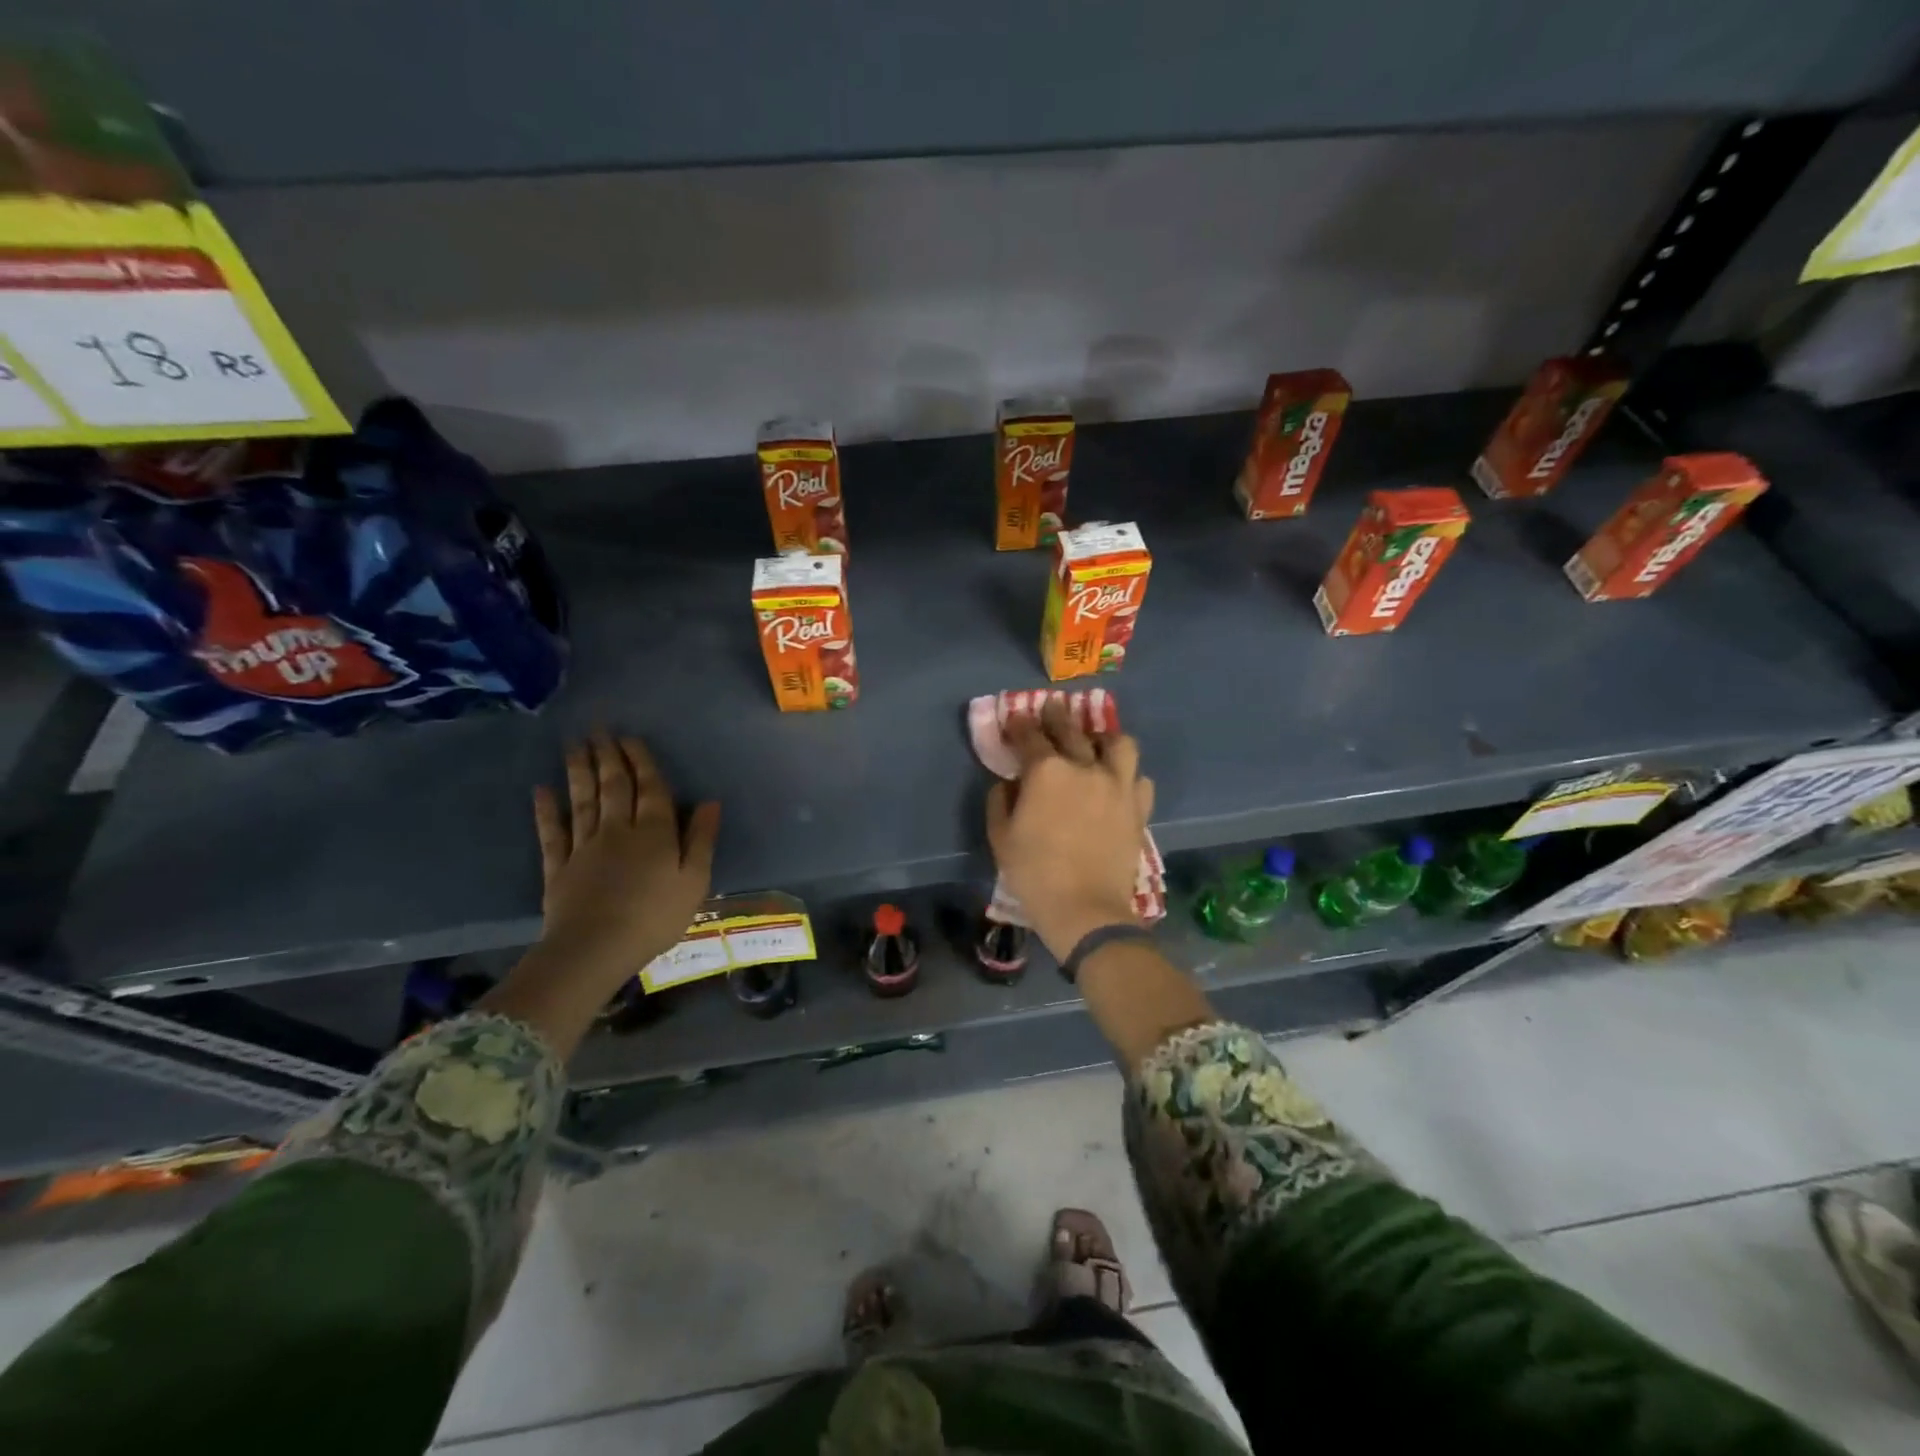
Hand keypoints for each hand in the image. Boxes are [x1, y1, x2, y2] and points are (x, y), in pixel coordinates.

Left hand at [531, 731, 720, 994]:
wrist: (595, 949)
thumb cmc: (656, 917)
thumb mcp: (695, 881)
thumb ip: (701, 839)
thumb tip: (710, 802)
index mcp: (655, 833)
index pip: (650, 789)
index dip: (641, 761)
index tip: (630, 738)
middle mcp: (618, 830)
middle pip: (613, 787)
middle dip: (608, 756)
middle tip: (598, 729)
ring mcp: (585, 847)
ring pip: (583, 801)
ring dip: (579, 771)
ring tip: (574, 745)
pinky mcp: (559, 868)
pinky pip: (552, 833)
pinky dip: (546, 810)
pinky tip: (542, 790)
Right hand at [986, 698, 1154, 961]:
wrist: (1086, 909)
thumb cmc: (1034, 873)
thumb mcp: (1000, 838)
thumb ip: (1000, 801)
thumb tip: (1009, 783)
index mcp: (1046, 771)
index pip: (1030, 735)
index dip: (1020, 724)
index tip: (1015, 718)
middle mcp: (1085, 767)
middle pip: (1071, 729)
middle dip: (1057, 715)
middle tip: (1052, 707)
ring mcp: (1117, 785)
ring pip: (1118, 743)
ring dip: (1103, 737)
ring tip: (1096, 741)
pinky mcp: (1138, 807)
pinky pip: (1139, 778)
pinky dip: (1127, 774)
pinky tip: (1118, 781)